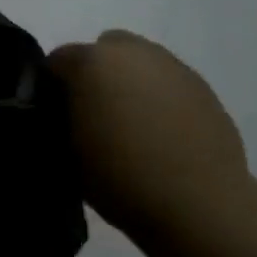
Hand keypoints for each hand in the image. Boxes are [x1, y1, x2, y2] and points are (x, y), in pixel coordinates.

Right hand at [48, 30, 251, 237]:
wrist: (200, 206)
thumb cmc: (121, 178)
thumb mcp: (67, 152)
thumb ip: (60, 119)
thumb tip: (66, 113)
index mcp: (90, 62)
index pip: (57, 62)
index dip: (53, 88)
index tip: (57, 116)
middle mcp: (130, 52)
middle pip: (102, 50)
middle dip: (95, 74)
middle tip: (97, 114)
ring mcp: (171, 66)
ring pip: (139, 62)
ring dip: (130, 82)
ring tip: (134, 124)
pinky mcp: (202, 86)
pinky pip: (168, 82)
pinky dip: (161, 97)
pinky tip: (164, 133)